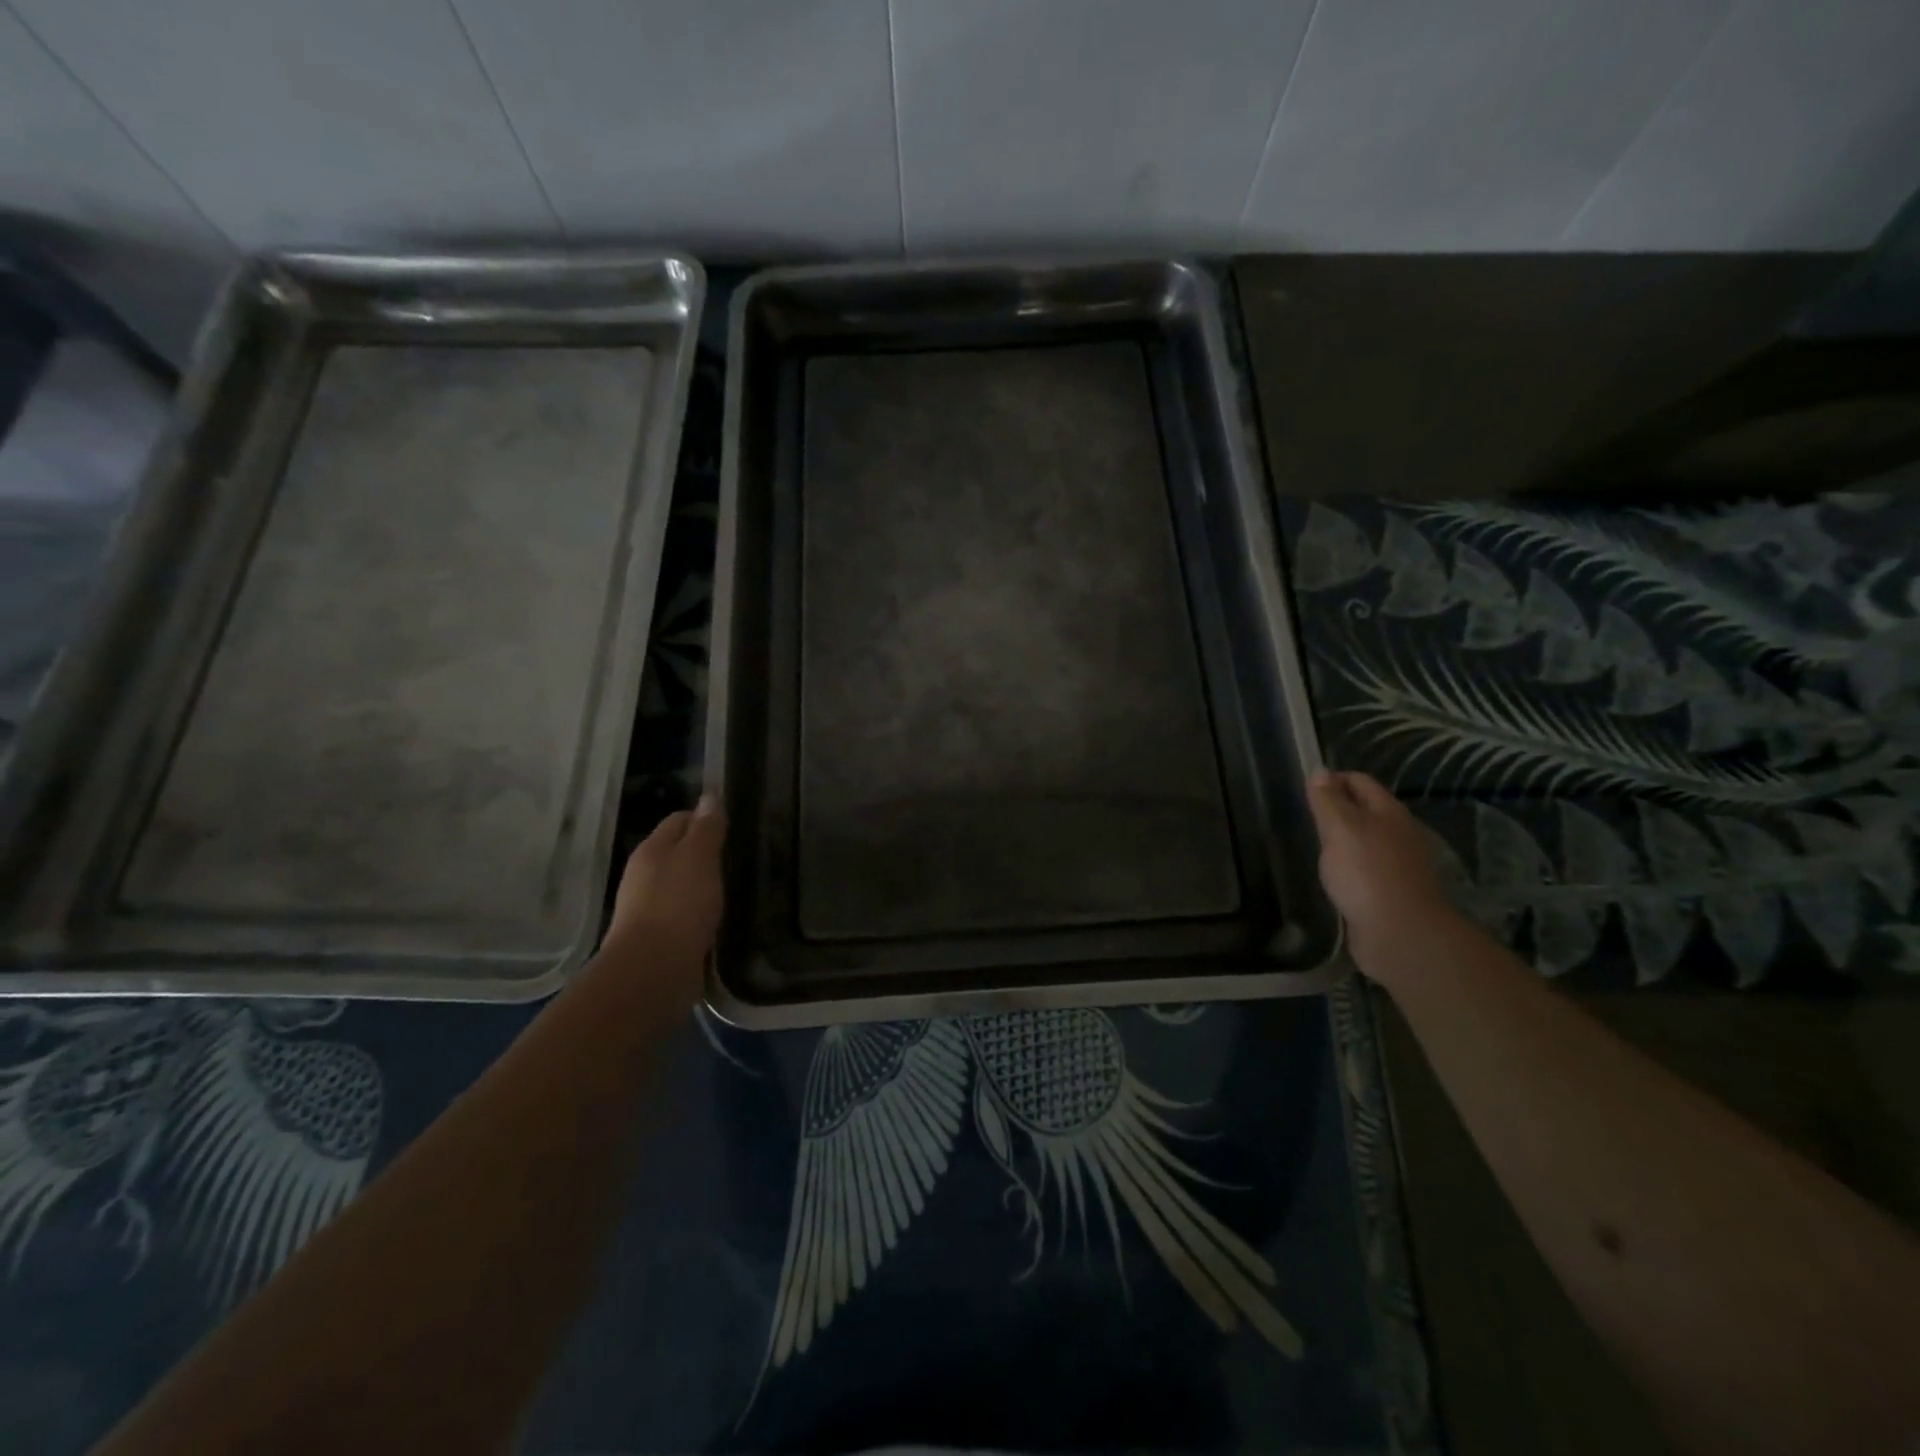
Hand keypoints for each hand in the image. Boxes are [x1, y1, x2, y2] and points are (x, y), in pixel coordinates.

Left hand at [603, 796, 725, 988]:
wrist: (653, 971)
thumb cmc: (678, 905)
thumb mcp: (699, 858)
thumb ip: (706, 828)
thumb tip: (710, 795)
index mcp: (652, 849)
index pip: (679, 819)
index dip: (706, 819)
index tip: (734, 828)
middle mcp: (644, 875)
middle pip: (678, 852)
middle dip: (706, 853)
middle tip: (739, 859)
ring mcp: (648, 908)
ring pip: (681, 884)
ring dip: (703, 885)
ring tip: (733, 888)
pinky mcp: (657, 937)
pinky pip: (682, 914)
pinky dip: (699, 913)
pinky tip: (718, 919)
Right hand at [1306, 769, 1458, 977]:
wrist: (1399, 933)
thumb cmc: (1366, 872)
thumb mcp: (1339, 828)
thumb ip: (1328, 800)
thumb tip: (1321, 771)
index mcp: (1389, 812)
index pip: (1359, 781)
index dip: (1332, 779)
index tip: (1304, 789)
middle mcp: (1398, 833)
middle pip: (1364, 810)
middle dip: (1336, 809)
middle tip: (1305, 818)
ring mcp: (1397, 864)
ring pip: (1364, 840)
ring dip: (1342, 840)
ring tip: (1313, 845)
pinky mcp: (1390, 891)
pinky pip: (1364, 868)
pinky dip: (1348, 866)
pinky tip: (1331, 875)